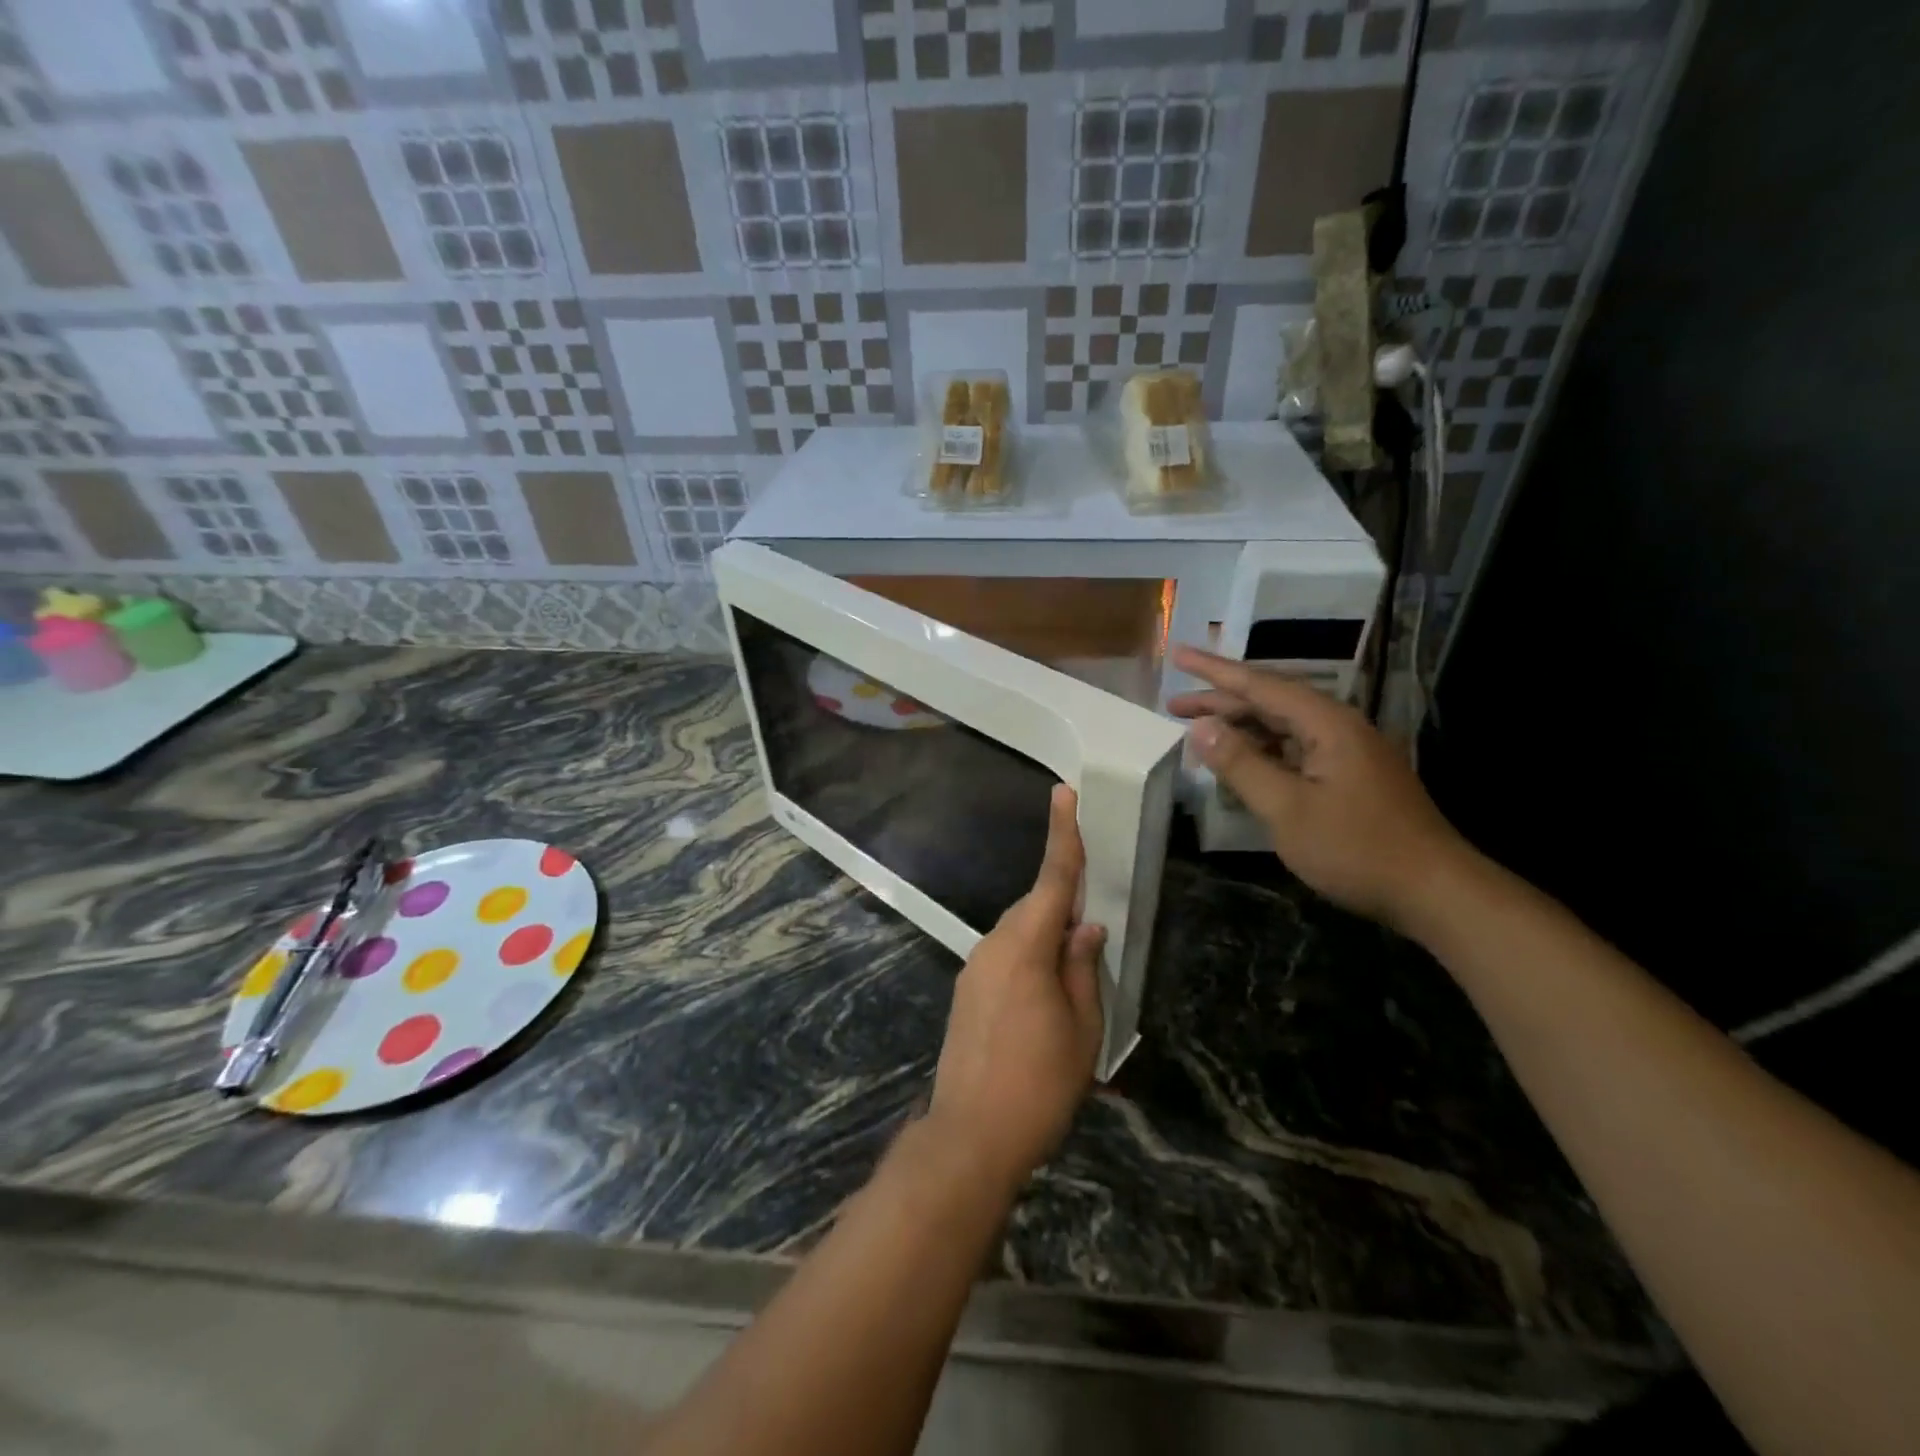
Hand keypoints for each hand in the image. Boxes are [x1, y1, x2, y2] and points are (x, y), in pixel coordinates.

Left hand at [927, 784, 1105, 1193]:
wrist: (969, 1136)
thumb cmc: (1039, 1084)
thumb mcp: (1082, 1029)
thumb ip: (1083, 968)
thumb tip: (1087, 926)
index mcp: (1026, 947)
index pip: (1051, 880)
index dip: (1062, 835)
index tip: (1062, 793)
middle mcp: (993, 946)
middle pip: (1035, 907)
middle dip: (1063, 906)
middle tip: (1092, 929)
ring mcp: (974, 968)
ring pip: (1019, 933)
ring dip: (1047, 939)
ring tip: (1072, 980)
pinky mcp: (966, 991)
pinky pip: (1005, 956)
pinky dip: (1029, 959)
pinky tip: (1043, 998)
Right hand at [1169, 645, 1471, 931]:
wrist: (1434, 891)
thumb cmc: (1357, 848)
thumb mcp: (1287, 809)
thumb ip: (1241, 764)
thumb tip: (1200, 727)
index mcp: (1326, 724)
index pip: (1260, 684)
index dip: (1214, 671)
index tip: (1179, 655)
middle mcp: (1338, 727)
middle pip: (1270, 703)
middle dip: (1220, 702)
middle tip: (1173, 706)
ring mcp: (1347, 753)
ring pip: (1282, 728)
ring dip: (1240, 728)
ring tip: (1197, 733)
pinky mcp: (1350, 778)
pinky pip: (1295, 751)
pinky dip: (1261, 752)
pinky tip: (1241, 764)